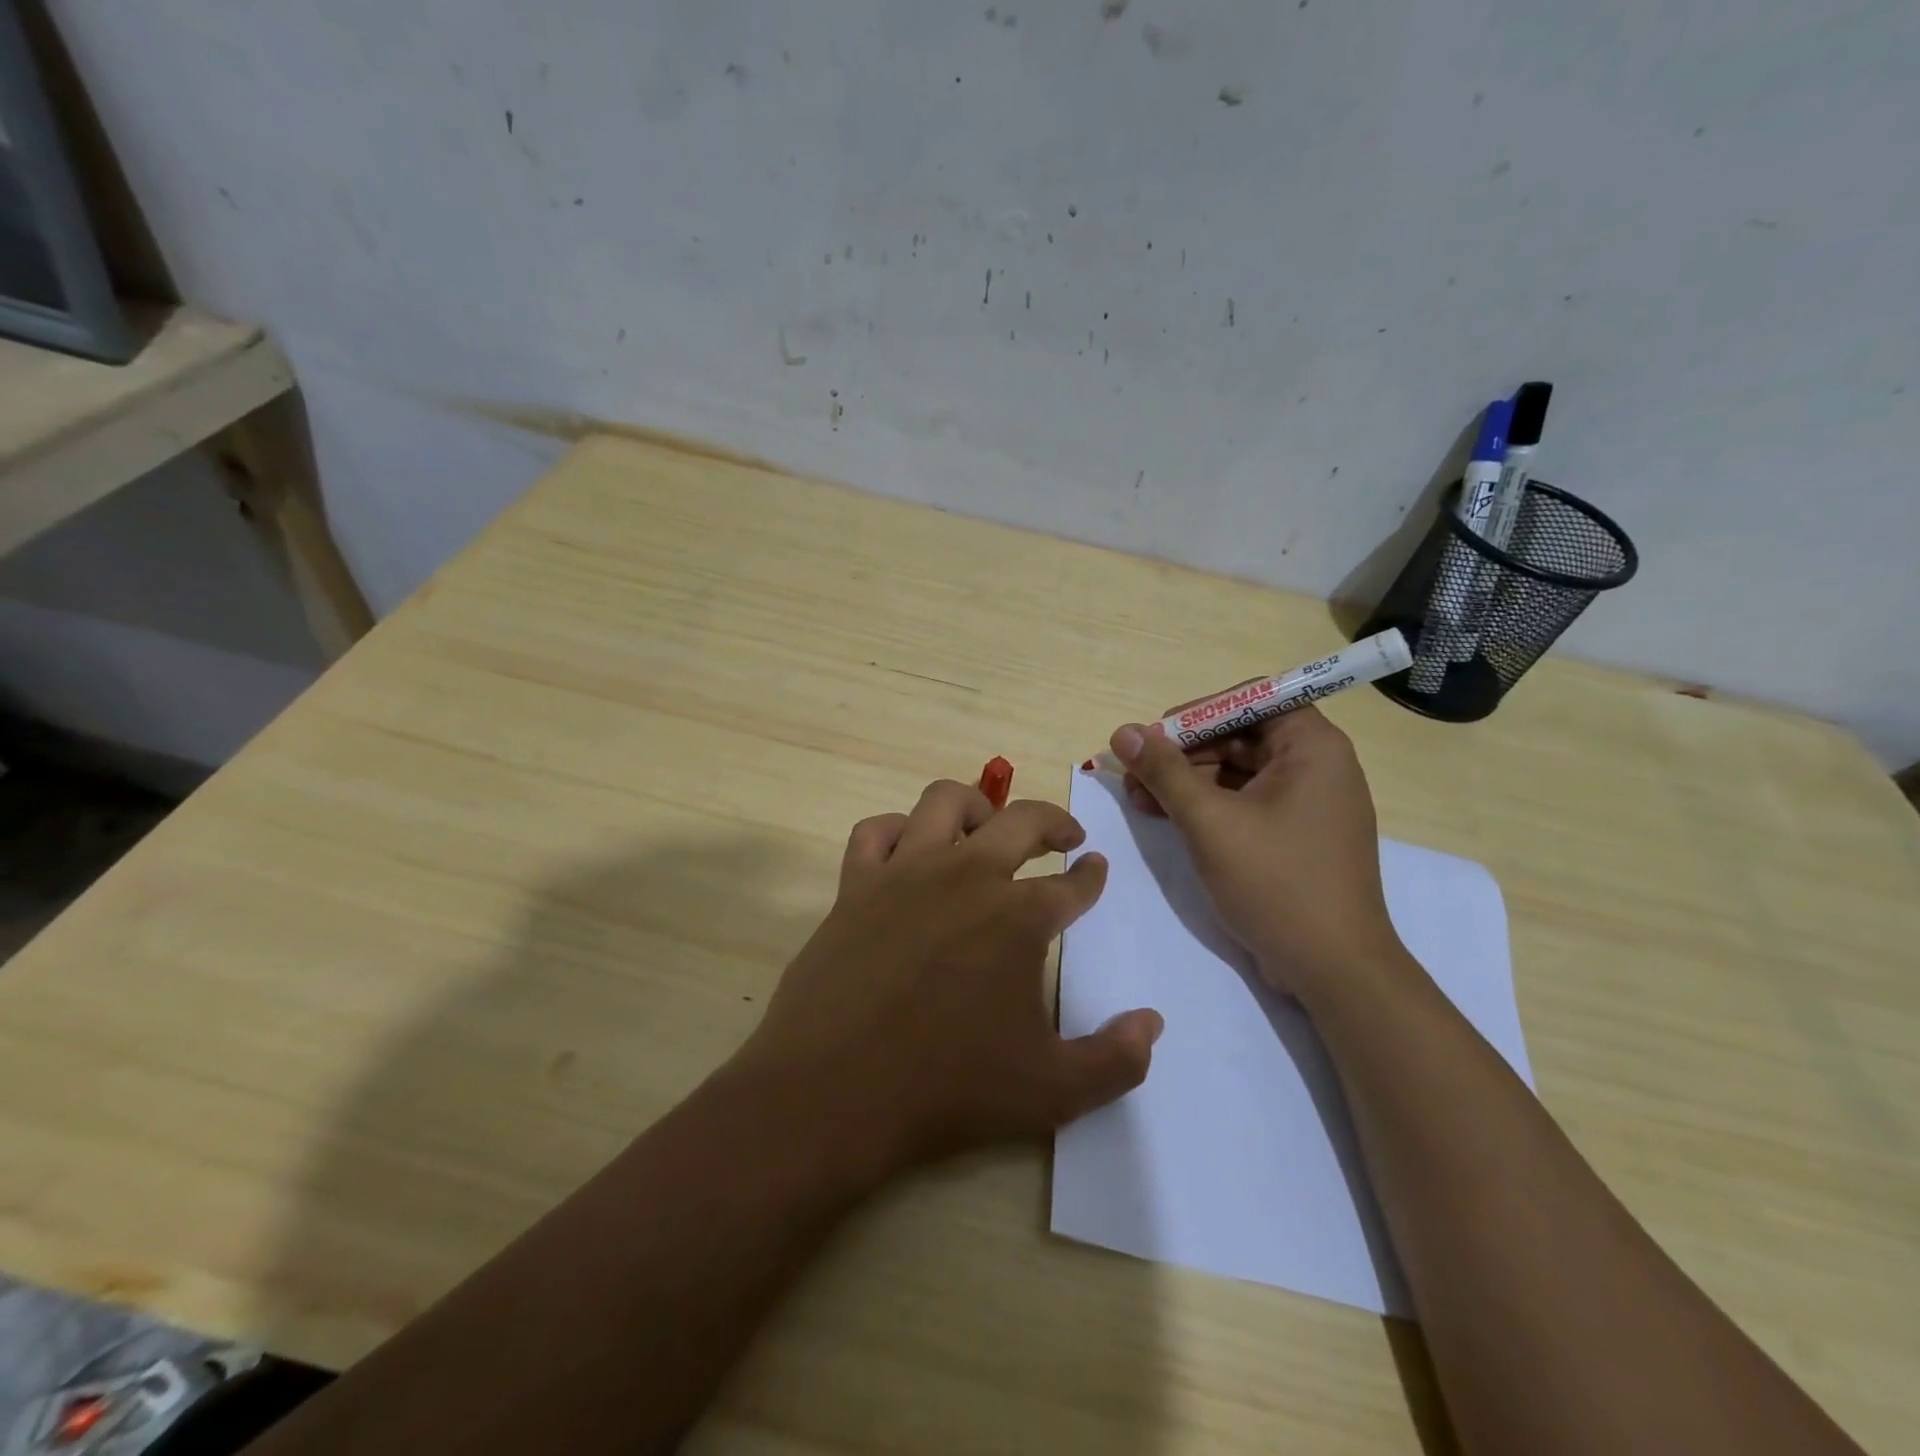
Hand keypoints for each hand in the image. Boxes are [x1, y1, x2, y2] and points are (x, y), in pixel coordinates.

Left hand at [732, 780, 1162, 1179]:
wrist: (834, 1092)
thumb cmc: (947, 1089)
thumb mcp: (1051, 1091)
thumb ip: (1115, 1059)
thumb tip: (1153, 1022)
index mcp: (1019, 917)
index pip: (1071, 885)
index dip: (1091, 876)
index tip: (1096, 868)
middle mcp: (966, 876)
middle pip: (1021, 821)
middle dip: (1053, 822)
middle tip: (1065, 836)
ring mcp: (905, 873)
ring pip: (945, 802)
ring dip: (977, 806)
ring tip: (988, 826)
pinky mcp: (855, 884)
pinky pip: (875, 832)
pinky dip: (897, 829)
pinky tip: (908, 848)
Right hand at [1110, 706, 1404, 1000]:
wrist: (1333, 969)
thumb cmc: (1276, 883)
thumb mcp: (1209, 821)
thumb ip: (1164, 772)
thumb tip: (1122, 733)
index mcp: (1312, 747)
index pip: (1250, 700)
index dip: (1197, 713)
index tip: (1154, 736)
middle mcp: (1317, 765)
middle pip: (1239, 736)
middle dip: (1182, 753)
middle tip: (1134, 773)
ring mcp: (1307, 803)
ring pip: (1237, 771)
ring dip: (1187, 781)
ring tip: (1138, 798)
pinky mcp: (1295, 835)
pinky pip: (1245, 802)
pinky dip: (1207, 806)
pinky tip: (1165, 817)